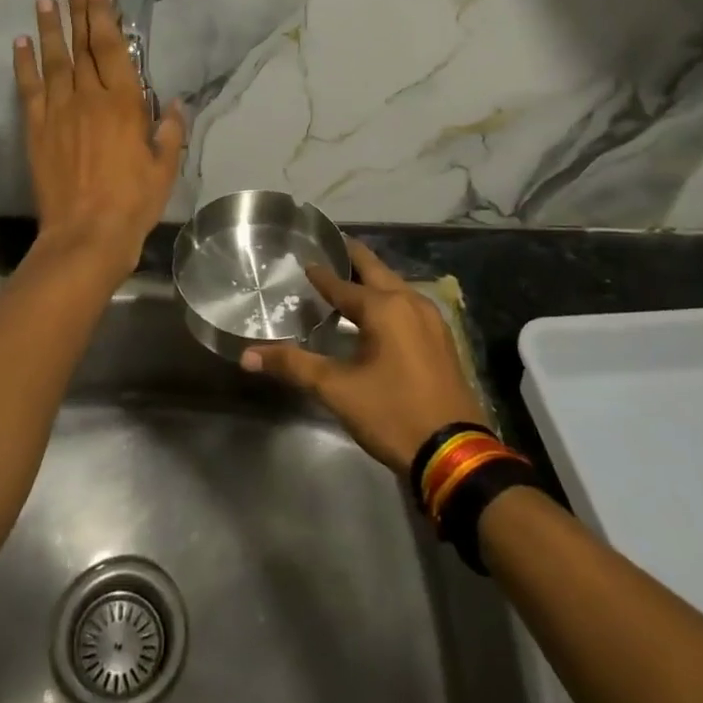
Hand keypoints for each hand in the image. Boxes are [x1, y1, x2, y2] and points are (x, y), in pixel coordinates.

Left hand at [13, 0, 185, 271]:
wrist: (86, 234)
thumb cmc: (133, 202)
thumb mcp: (164, 168)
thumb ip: (170, 132)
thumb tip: (176, 104)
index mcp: (124, 104)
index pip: (112, 50)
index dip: (104, 19)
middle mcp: (89, 99)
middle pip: (82, 48)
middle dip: (78, 15)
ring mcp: (58, 112)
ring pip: (53, 61)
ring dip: (49, 29)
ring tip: (44, 2)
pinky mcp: (36, 130)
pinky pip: (28, 89)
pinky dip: (23, 64)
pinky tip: (20, 43)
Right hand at [242, 240, 489, 475]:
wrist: (455, 454)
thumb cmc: (393, 414)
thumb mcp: (337, 390)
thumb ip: (294, 366)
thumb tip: (247, 356)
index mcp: (385, 307)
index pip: (343, 285)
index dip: (321, 274)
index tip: (305, 261)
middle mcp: (411, 302)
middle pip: (376, 271)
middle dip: (353, 259)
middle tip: (330, 248)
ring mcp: (432, 320)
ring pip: (396, 287)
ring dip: (373, 280)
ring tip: (349, 280)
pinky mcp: (442, 340)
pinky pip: (409, 305)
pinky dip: (389, 299)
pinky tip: (379, 314)